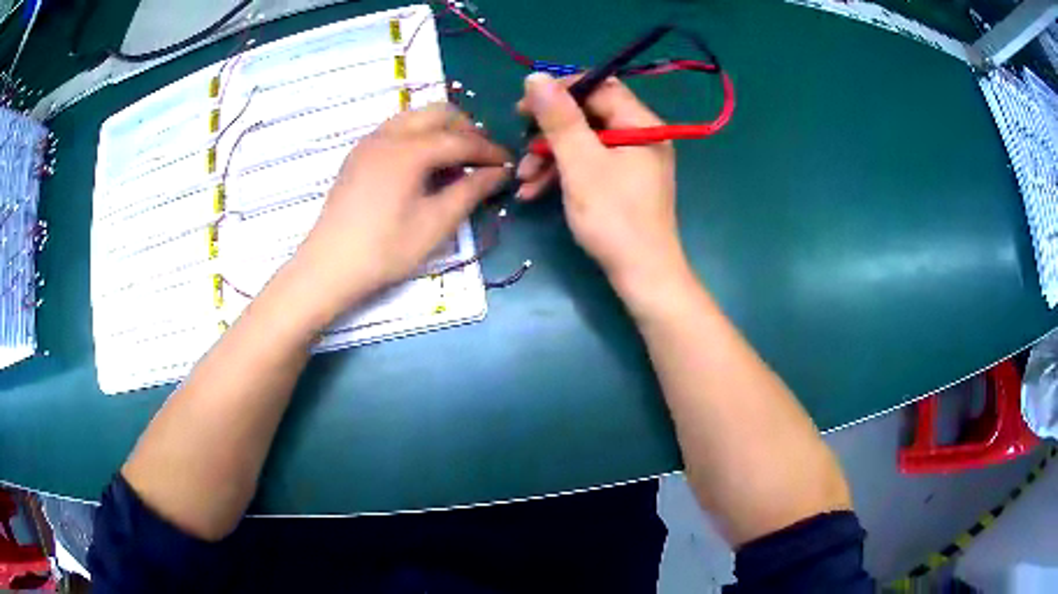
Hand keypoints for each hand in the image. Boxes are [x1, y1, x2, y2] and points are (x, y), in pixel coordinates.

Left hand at [294, 104, 510, 320]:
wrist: (329, 267)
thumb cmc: (385, 250)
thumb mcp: (435, 224)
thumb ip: (471, 191)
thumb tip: (500, 172)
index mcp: (409, 151)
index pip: (460, 140)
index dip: (489, 150)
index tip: (509, 163)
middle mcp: (389, 135)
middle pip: (439, 113)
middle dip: (466, 129)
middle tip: (481, 158)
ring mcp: (370, 142)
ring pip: (416, 117)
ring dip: (442, 129)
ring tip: (455, 160)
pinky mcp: (358, 154)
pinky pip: (397, 129)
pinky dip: (419, 136)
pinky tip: (424, 165)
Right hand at [516, 74, 688, 306]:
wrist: (642, 276)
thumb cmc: (614, 218)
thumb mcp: (581, 163)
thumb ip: (559, 118)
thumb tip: (536, 77)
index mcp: (640, 124)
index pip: (599, 87)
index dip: (560, 91)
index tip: (525, 107)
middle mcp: (640, 136)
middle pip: (588, 116)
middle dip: (549, 132)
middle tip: (521, 145)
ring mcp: (632, 162)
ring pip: (584, 143)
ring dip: (549, 157)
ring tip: (523, 179)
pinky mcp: (622, 184)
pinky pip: (589, 165)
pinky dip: (562, 174)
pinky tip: (533, 192)